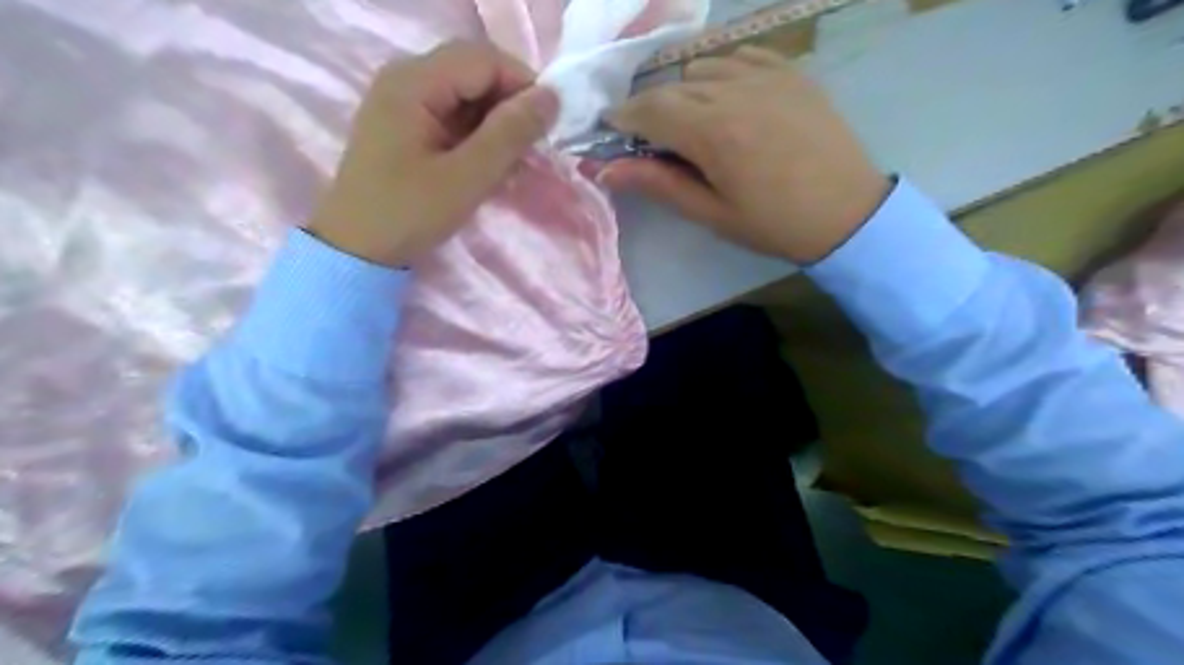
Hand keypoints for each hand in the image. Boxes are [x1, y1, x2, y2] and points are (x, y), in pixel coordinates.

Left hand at [308, 38, 559, 263]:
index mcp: (413, 82)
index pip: (484, 60)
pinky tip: (487, 162)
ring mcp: (402, 101)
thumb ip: (509, 134)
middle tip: (531, 145)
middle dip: (510, 104)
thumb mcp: (466, 177)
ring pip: (465, 93)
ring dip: (495, 121)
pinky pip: (452, 113)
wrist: (356, 250)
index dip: (523, 86)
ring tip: (511, 159)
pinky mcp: (405, 124)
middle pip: (473, 71)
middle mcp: (405, 79)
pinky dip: (477, 133)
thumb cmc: (408, 213)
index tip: (548, 127)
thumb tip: (551, 97)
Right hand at [601, 47, 887, 261]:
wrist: (848, 213)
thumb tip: (606, 170)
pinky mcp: (791, 73)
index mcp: (714, 133)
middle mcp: (735, 92)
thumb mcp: (711, 214)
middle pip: (672, 86)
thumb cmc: (774, 224)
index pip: (650, 109)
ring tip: (691, 121)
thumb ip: (659, 184)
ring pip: (703, 66)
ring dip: (684, 90)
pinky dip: (721, 72)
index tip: (611, 130)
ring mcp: (767, 76)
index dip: (623, 117)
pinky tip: (727, 98)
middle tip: (650, 138)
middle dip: (650, 108)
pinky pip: (740, 56)